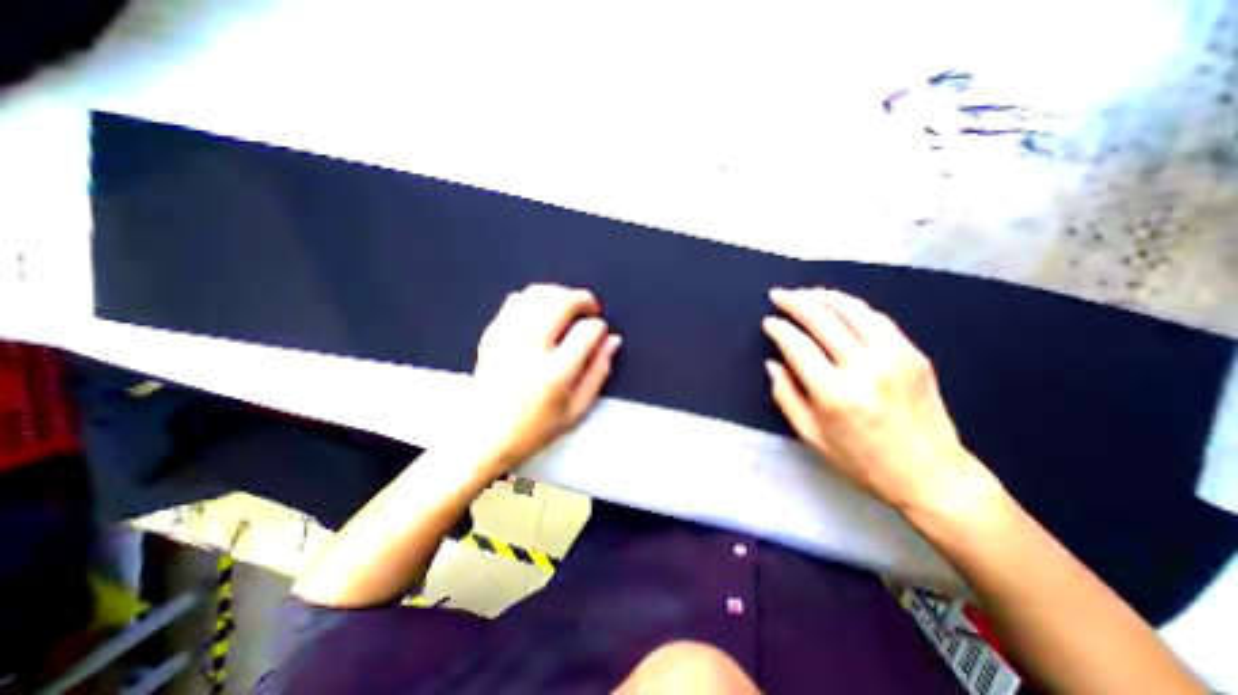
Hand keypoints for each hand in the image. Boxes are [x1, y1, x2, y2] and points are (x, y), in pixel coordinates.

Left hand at [463, 285, 617, 475]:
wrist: (481, 437)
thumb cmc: (533, 429)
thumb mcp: (576, 410)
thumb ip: (598, 372)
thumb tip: (612, 340)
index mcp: (555, 373)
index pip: (587, 331)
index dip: (599, 327)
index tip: (600, 333)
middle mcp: (530, 348)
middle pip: (562, 302)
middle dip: (583, 299)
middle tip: (590, 309)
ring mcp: (507, 337)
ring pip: (538, 294)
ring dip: (560, 294)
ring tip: (568, 308)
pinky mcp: (491, 333)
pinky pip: (515, 300)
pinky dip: (535, 299)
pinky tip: (542, 312)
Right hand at [766, 289, 993, 515]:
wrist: (931, 474)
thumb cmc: (861, 461)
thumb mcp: (811, 436)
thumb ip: (786, 397)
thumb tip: (773, 364)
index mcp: (833, 393)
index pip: (797, 346)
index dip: (779, 329)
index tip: (768, 322)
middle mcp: (863, 368)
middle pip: (822, 320)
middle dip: (795, 302)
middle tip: (778, 295)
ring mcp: (893, 357)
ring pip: (852, 311)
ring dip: (824, 296)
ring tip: (805, 292)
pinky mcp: (913, 354)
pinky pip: (878, 319)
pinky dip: (853, 307)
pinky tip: (839, 305)